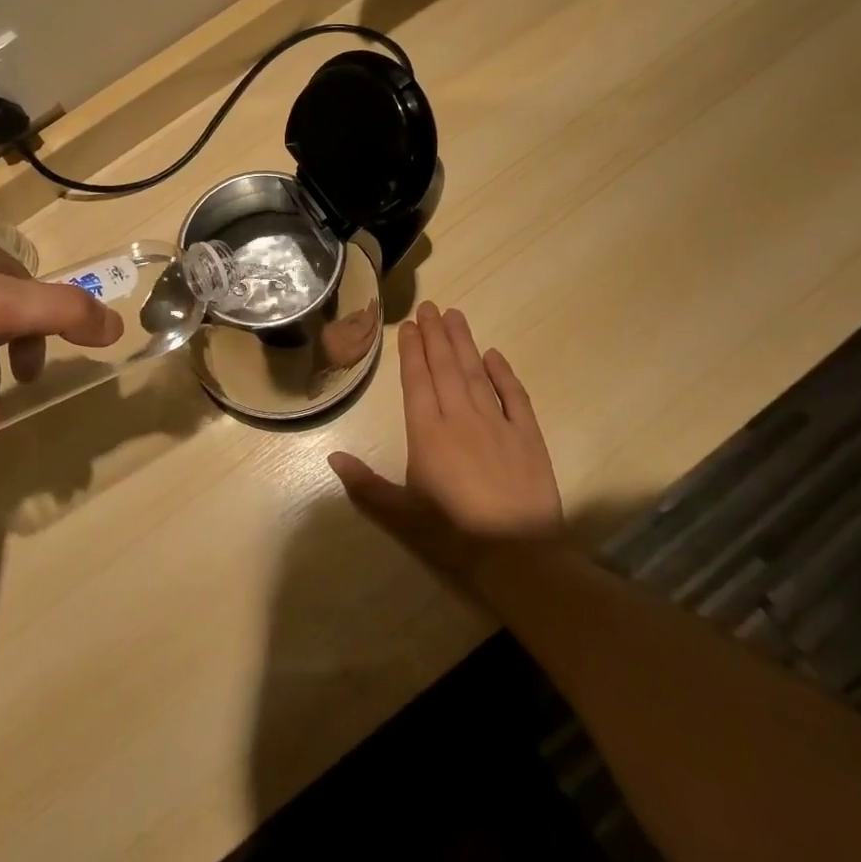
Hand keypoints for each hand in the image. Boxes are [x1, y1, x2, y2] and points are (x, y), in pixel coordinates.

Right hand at [328, 302, 561, 583]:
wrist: (517, 555)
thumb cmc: (452, 534)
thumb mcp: (401, 513)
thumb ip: (366, 484)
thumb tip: (332, 456)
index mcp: (427, 432)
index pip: (417, 381)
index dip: (411, 351)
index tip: (409, 324)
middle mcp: (460, 417)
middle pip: (445, 367)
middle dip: (435, 335)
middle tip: (430, 306)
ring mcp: (497, 423)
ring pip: (475, 373)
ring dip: (463, 343)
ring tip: (455, 315)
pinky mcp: (527, 436)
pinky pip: (514, 396)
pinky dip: (503, 373)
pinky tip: (494, 354)